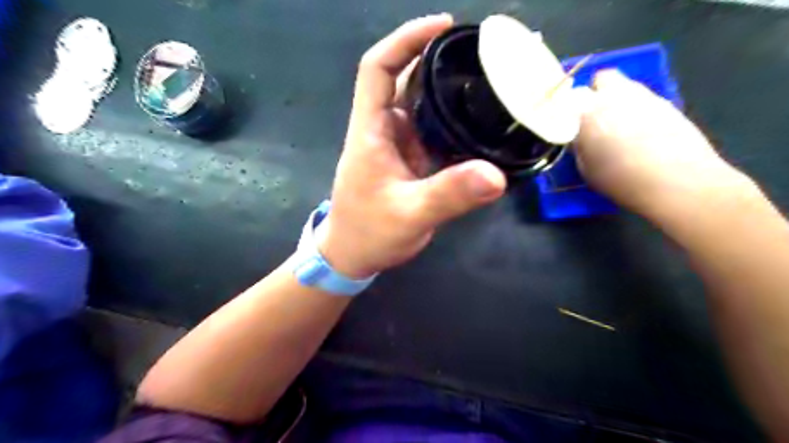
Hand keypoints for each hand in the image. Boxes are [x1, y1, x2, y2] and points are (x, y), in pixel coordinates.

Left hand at [317, 16, 507, 278]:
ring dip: (450, 92)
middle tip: (483, 56)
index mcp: (372, 131)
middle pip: (406, 80)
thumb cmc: (369, 233)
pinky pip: (434, 133)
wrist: (353, 255)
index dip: (405, 39)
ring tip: (491, 84)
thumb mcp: (409, 215)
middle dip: (438, 61)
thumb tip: (497, 176)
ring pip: (423, 107)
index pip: (378, 68)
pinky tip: (481, 125)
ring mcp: (398, 145)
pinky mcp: (411, 161)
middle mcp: (384, 130)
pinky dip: (455, 125)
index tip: (443, 26)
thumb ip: (449, 195)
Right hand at [574, 70, 747, 217]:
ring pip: (627, 87)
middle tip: (594, 115)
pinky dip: (639, 111)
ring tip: (619, 126)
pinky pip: (646, 101)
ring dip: (619, 100)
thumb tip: (581, 139)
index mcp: (588, 112)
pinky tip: (642, 133)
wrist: (676, 181)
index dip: (568, 107)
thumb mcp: (586, 168)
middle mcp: (617, 96)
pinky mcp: (669, 105)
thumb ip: (581, 146)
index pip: (571, 96)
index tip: (568, 121)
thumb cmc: (620, 178)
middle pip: (603, 78)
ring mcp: (646, 97)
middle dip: (597, 91)